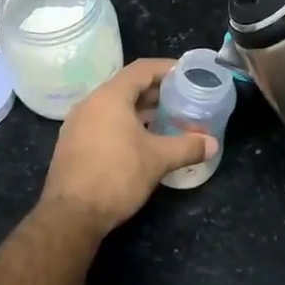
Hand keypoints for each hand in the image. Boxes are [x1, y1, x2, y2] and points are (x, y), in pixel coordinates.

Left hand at [40, 59, 215, 236]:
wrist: (71, 216)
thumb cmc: (116, 176)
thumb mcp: (158, 160)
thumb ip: (187, 147)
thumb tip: (213, 144)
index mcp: (109, 97)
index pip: (142, 69)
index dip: (167, 68)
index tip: (187, 74)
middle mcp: (90, 104)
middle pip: (127, 86)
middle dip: (156, 91)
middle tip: (182, 98)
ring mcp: (78, 124)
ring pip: (114, 106)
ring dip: (140, 109)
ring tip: (167, 119)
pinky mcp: (73, 144)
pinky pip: (103, 122)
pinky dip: (125, 124)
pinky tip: (142, 141)